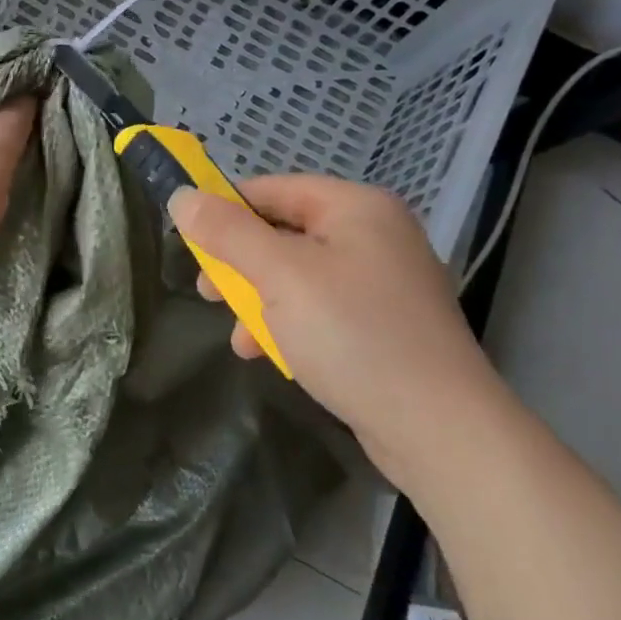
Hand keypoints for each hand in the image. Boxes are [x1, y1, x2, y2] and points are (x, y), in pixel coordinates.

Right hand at [169, 175, 506, 483]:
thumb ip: (226, 232)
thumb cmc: (352, 335)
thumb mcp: (279, 276)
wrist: (439, 430)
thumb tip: (181, 196)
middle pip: (283, 233)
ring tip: (236, 335)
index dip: (224, 211)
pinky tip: (266, 354)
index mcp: (355, 207)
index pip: (271, 189)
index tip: (189, 244)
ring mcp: (383, 282)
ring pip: (298, 275)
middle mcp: (374, 234)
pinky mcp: (384, 325)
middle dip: (239, 264)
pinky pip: (321, 308)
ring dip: (259, 300)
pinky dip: (289, 324)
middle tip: (207, 292)